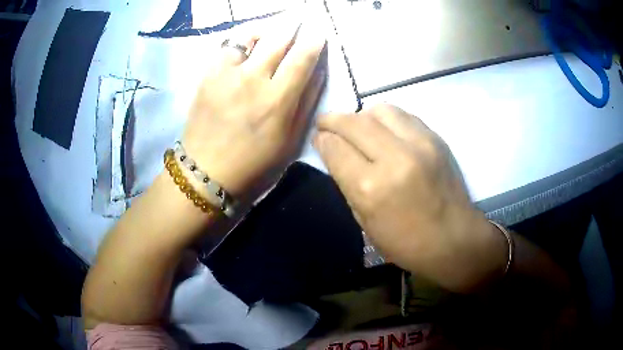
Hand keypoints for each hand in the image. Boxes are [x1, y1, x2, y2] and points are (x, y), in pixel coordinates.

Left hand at [183, 18, 326, 200]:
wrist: (206, 169)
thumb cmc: (253, 161)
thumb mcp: (289, 140)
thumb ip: (306, 102)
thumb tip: (318, 71)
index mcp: (277, 100)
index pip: (302, 59)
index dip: (313, 42)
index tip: (318, 33)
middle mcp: (253, 80)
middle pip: (278, 40)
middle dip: (292, 25)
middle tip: (299, 17)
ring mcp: (227, 75)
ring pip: (251, 37)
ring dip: (266, 29)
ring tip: (272, 28)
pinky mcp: (208, 75)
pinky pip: (228, 47)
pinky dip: (241, 40)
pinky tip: (247, 43)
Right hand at [314, 104, 508, 291]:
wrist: (454, 239)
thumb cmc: (406, 242)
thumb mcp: (365, 222)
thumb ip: (347, 183)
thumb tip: (333, 152)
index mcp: (371, 187)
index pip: (336, 148)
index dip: (322, 140)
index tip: (318, 138)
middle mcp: (394, 158)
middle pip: (353, 122)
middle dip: (332, 120)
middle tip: (325, 123)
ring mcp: (419, 144)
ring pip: (379, 110)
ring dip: (361, 115)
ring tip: (357, 126)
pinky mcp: (436, 139)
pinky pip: (403, 115)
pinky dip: (386, 119)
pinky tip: (384, 130)